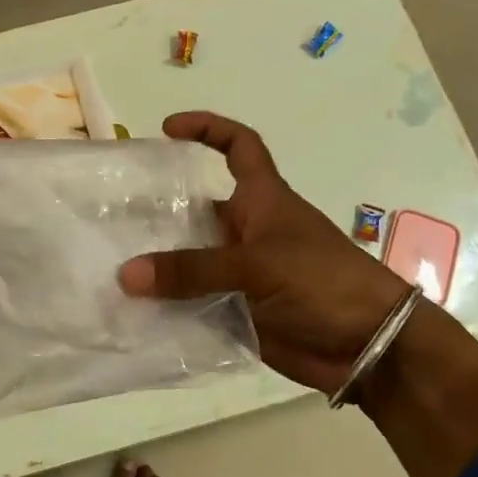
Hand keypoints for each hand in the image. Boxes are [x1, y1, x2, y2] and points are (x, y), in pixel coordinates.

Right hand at [118, 112, 411, 398]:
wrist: (369, 347)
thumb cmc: (323, 282)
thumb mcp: (257, 265)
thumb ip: (193, 270)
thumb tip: (126, 274)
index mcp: (262, 200)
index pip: (238, 147)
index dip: (207, 129)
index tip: (168, 129)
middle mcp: (247, 230)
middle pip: (195, 211)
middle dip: (157, 213)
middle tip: (108, 219)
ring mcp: (241, 272)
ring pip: (189, 261)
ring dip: (157, 267)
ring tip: (108, 268)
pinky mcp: (237, 311)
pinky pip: (193, 304)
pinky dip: (167, 308)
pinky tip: (132, 313)